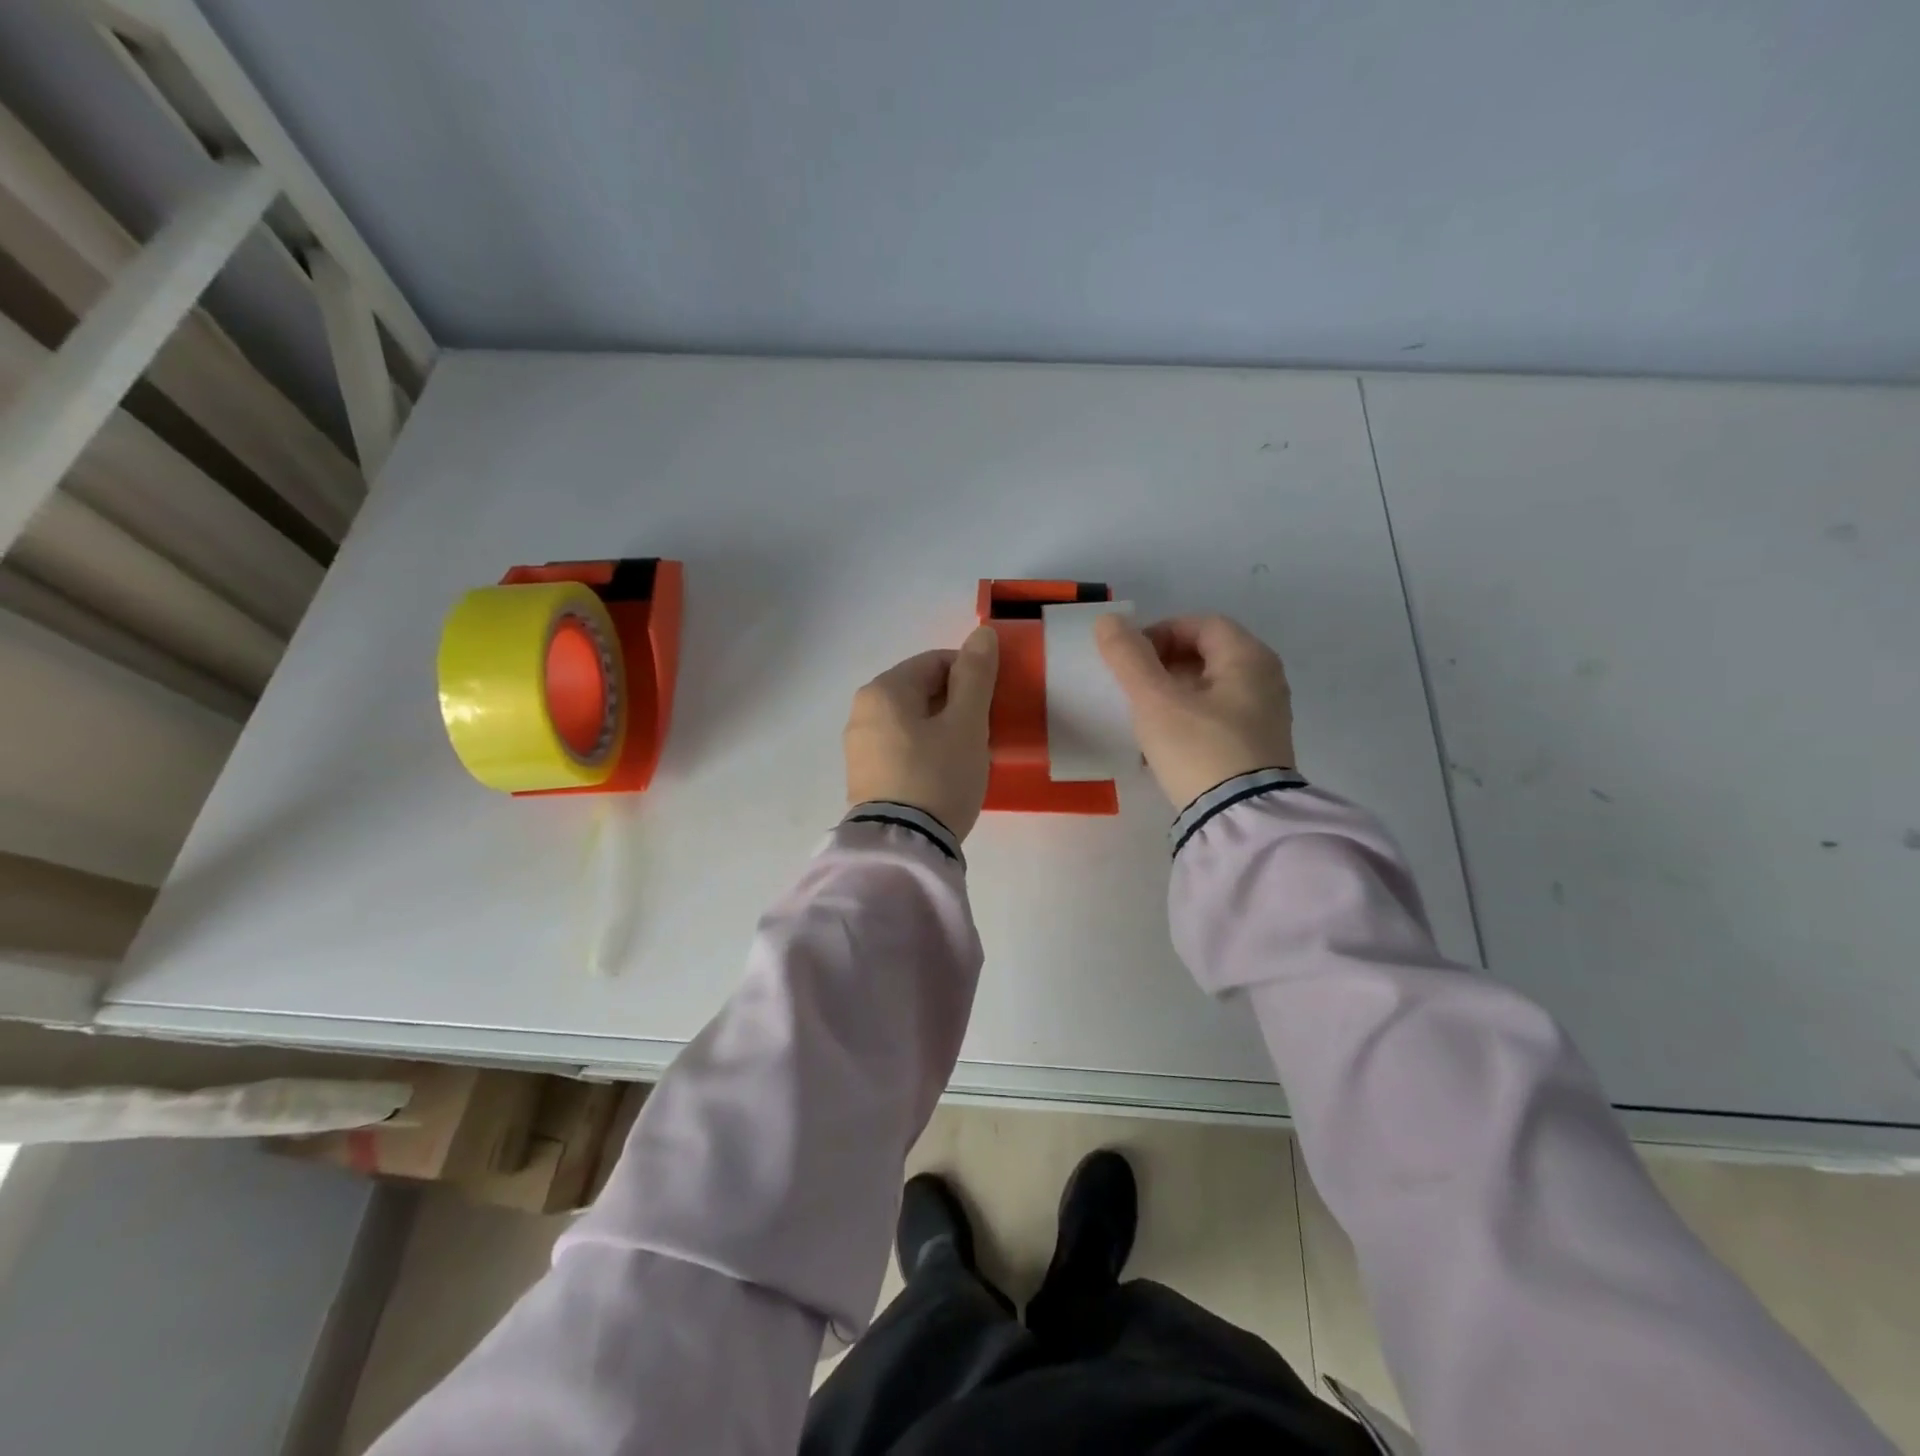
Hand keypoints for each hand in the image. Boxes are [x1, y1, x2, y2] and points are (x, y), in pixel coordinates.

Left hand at [844, 626, 999, 839]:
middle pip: (921, 692)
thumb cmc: (938, 776)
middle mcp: (862, 711)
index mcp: (883, 690)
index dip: (971, 677)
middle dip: (956, 706)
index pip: (936, 662)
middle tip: (982, 736)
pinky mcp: (862, 777)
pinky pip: (901, 749)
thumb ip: (975, 676)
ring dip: (942, 731)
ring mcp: (858, 747)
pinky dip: (924, 753)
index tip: (992, 706)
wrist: (903, 847)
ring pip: (912, 722)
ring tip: (965, 760)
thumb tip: (982, 633)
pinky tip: (942, 777)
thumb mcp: (966, 723)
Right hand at [1095, 614, 1294, 808]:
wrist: (1238, 818)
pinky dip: (1189, 716)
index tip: (1131, 660)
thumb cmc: (1197, 748)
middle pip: (1208, 654)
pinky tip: (1165, 742)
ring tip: (1144, 716)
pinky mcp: (1258, 744)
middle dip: (1165, 665)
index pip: (1200, 624)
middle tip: (1134, 687)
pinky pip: (1218, 715)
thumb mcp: (1155, 700)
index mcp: (1248, 658)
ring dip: (1174, 693)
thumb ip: (1129, 657)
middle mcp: (1265, 678)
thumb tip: (1108, 620)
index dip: (1160, 633)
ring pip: (1211, 686)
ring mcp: (1266, 714)